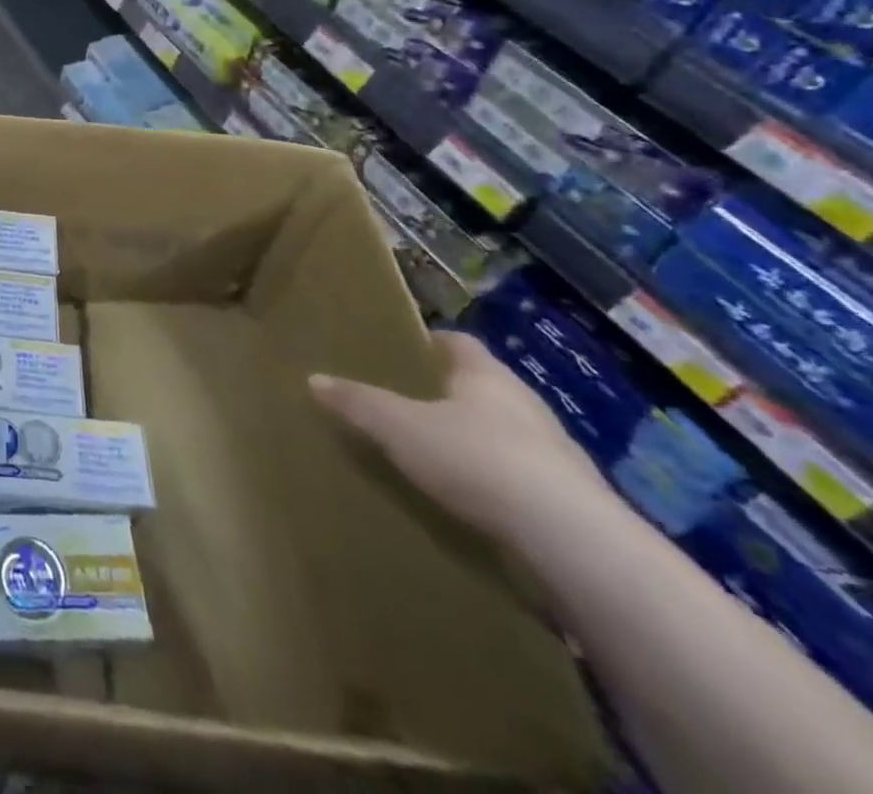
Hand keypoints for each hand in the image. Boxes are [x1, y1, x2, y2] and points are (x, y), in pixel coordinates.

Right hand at [310, 330, 607, 541]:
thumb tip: (314, 378)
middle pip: (483, 388)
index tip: (403, 350)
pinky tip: (472, 502)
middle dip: (449, 393)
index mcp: (487, 377)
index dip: (431, 342)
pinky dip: (497, 483)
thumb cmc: (478, 460)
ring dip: (476, 441)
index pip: (459, 343)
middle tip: (407, 402)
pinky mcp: (572, 504)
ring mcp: (557, 456)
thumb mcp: (400, 428)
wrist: (572, 543)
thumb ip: (358, 403)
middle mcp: (527, 406)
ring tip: (435, 456)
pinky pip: (523, 480)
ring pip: (506, 434)